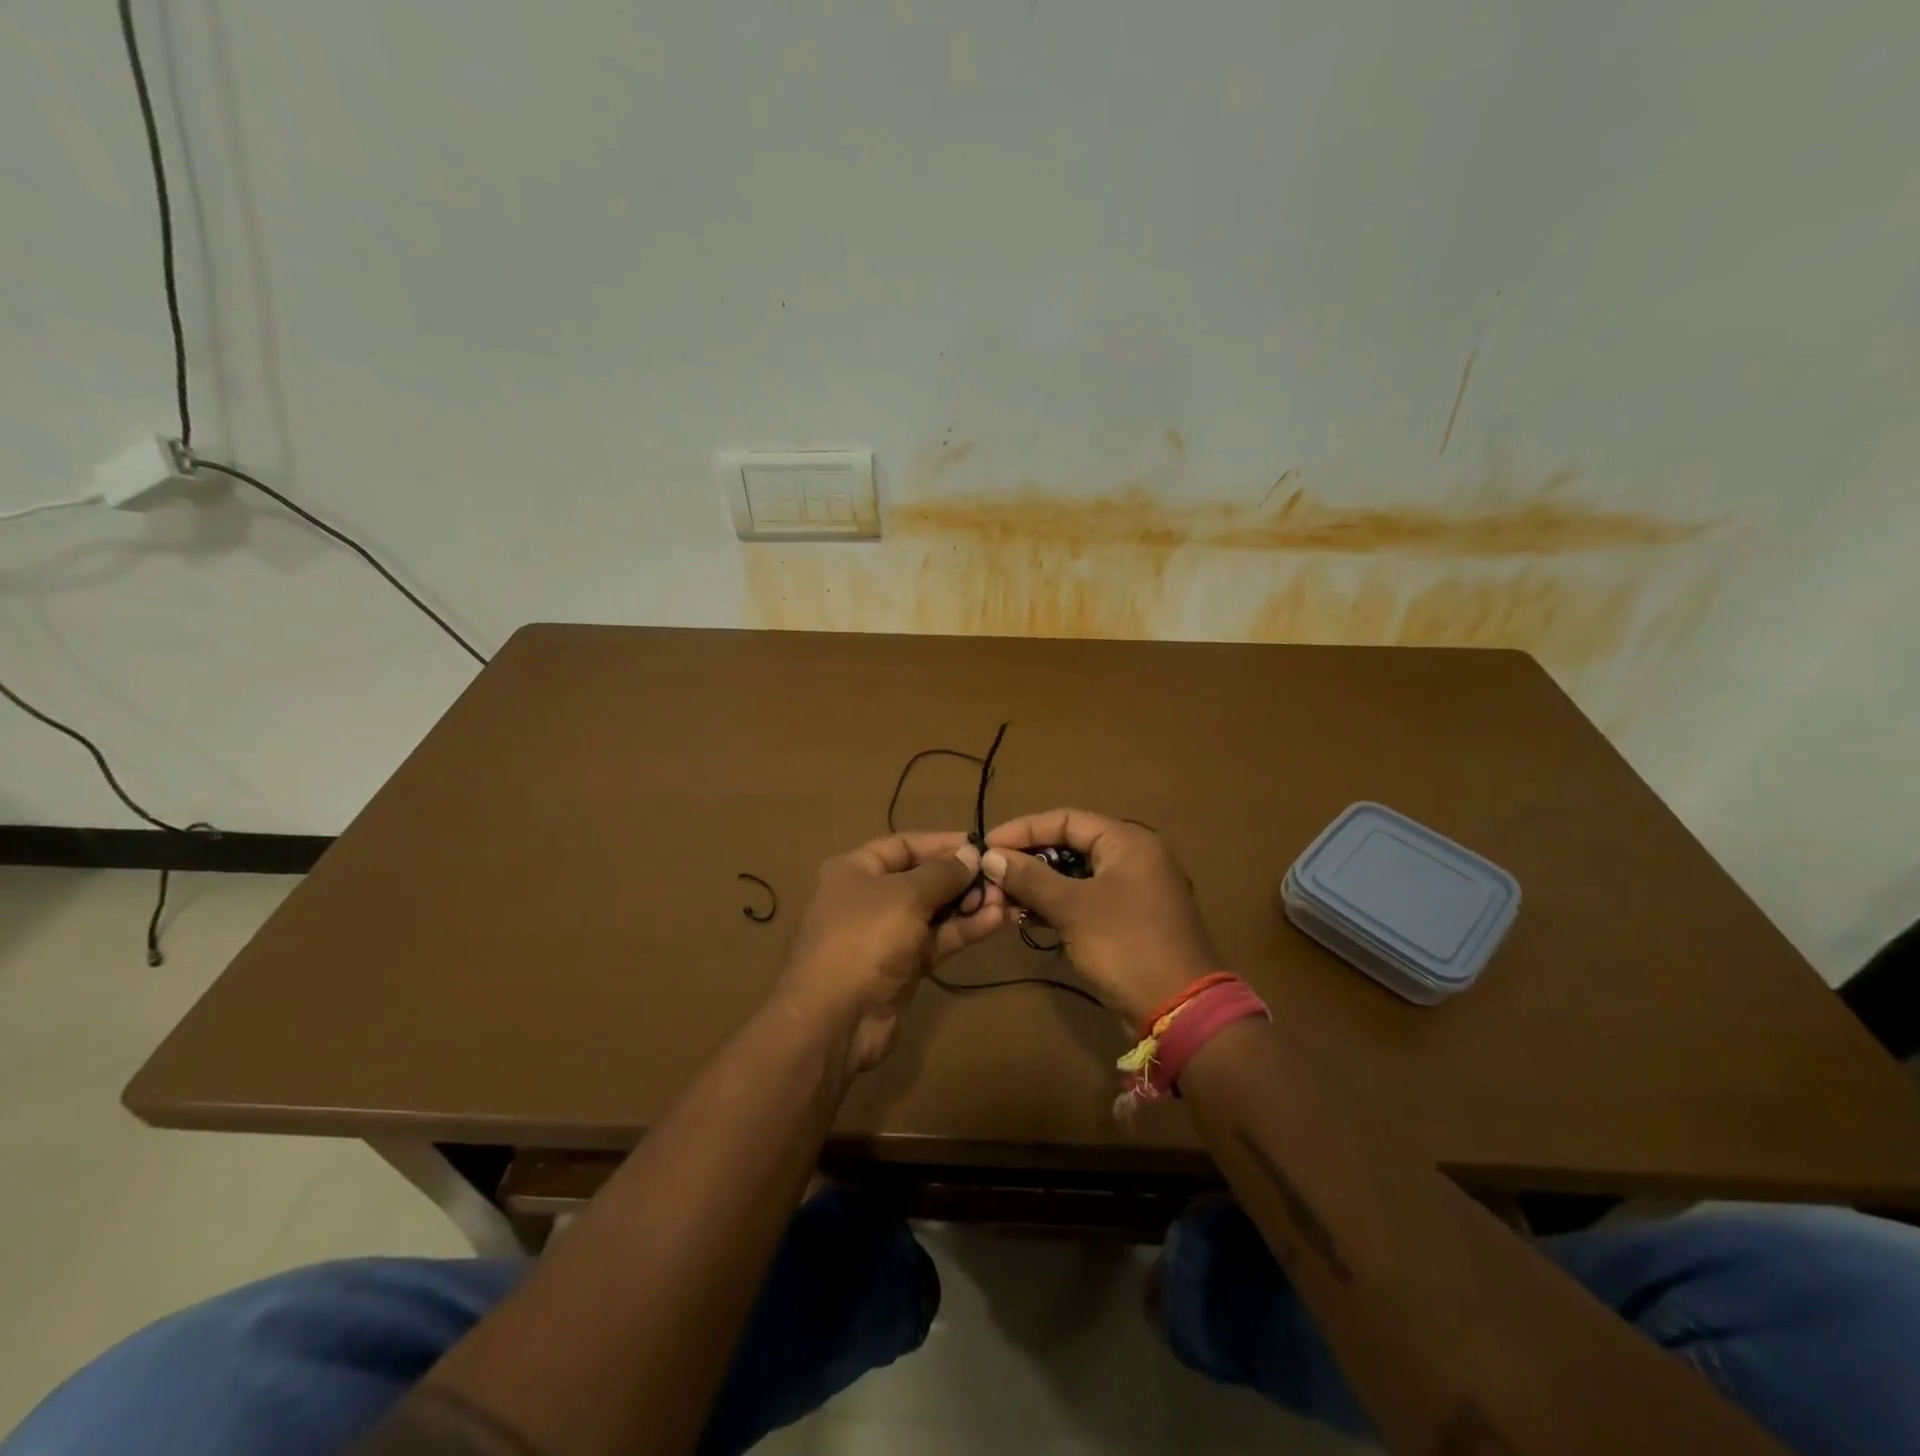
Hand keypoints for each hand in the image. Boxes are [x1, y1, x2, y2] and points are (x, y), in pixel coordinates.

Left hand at [777, 832, 1005, 1072]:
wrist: (836, 1020)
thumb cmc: (864, 939)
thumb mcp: (905, 895)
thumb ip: (942, 873)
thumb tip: (972, 855)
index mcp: (856, 870)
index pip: (904, 845)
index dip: (943, 843)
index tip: (982, 846)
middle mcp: (869, 898)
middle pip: (923, 879)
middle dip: (961, 878)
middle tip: (1000, 878)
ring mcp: (886, 935)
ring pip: (934, 912)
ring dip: (969, 905)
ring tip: (1006, 900)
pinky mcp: (903, 967)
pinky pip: (937, 940)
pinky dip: (964, 930)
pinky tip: (996, 921)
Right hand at [982, 809, 1223, 1026]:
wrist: (1179, 1011)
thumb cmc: (1126, 946)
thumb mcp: (1073, 909)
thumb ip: (1030, 878)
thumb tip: (990, 856)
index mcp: (1127, 841)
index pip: (1066, 819)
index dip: (1023, 829)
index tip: (987, 846)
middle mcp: (1133, 857)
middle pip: (1070, 845)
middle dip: (1029, 860)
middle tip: (991, 875)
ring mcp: (1133, 890)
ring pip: (1075, 876)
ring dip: (1039, 886)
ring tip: (1001, 899)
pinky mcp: (1128, 920)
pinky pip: (1085, 900)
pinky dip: (1057, 906)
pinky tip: (1026, 918)